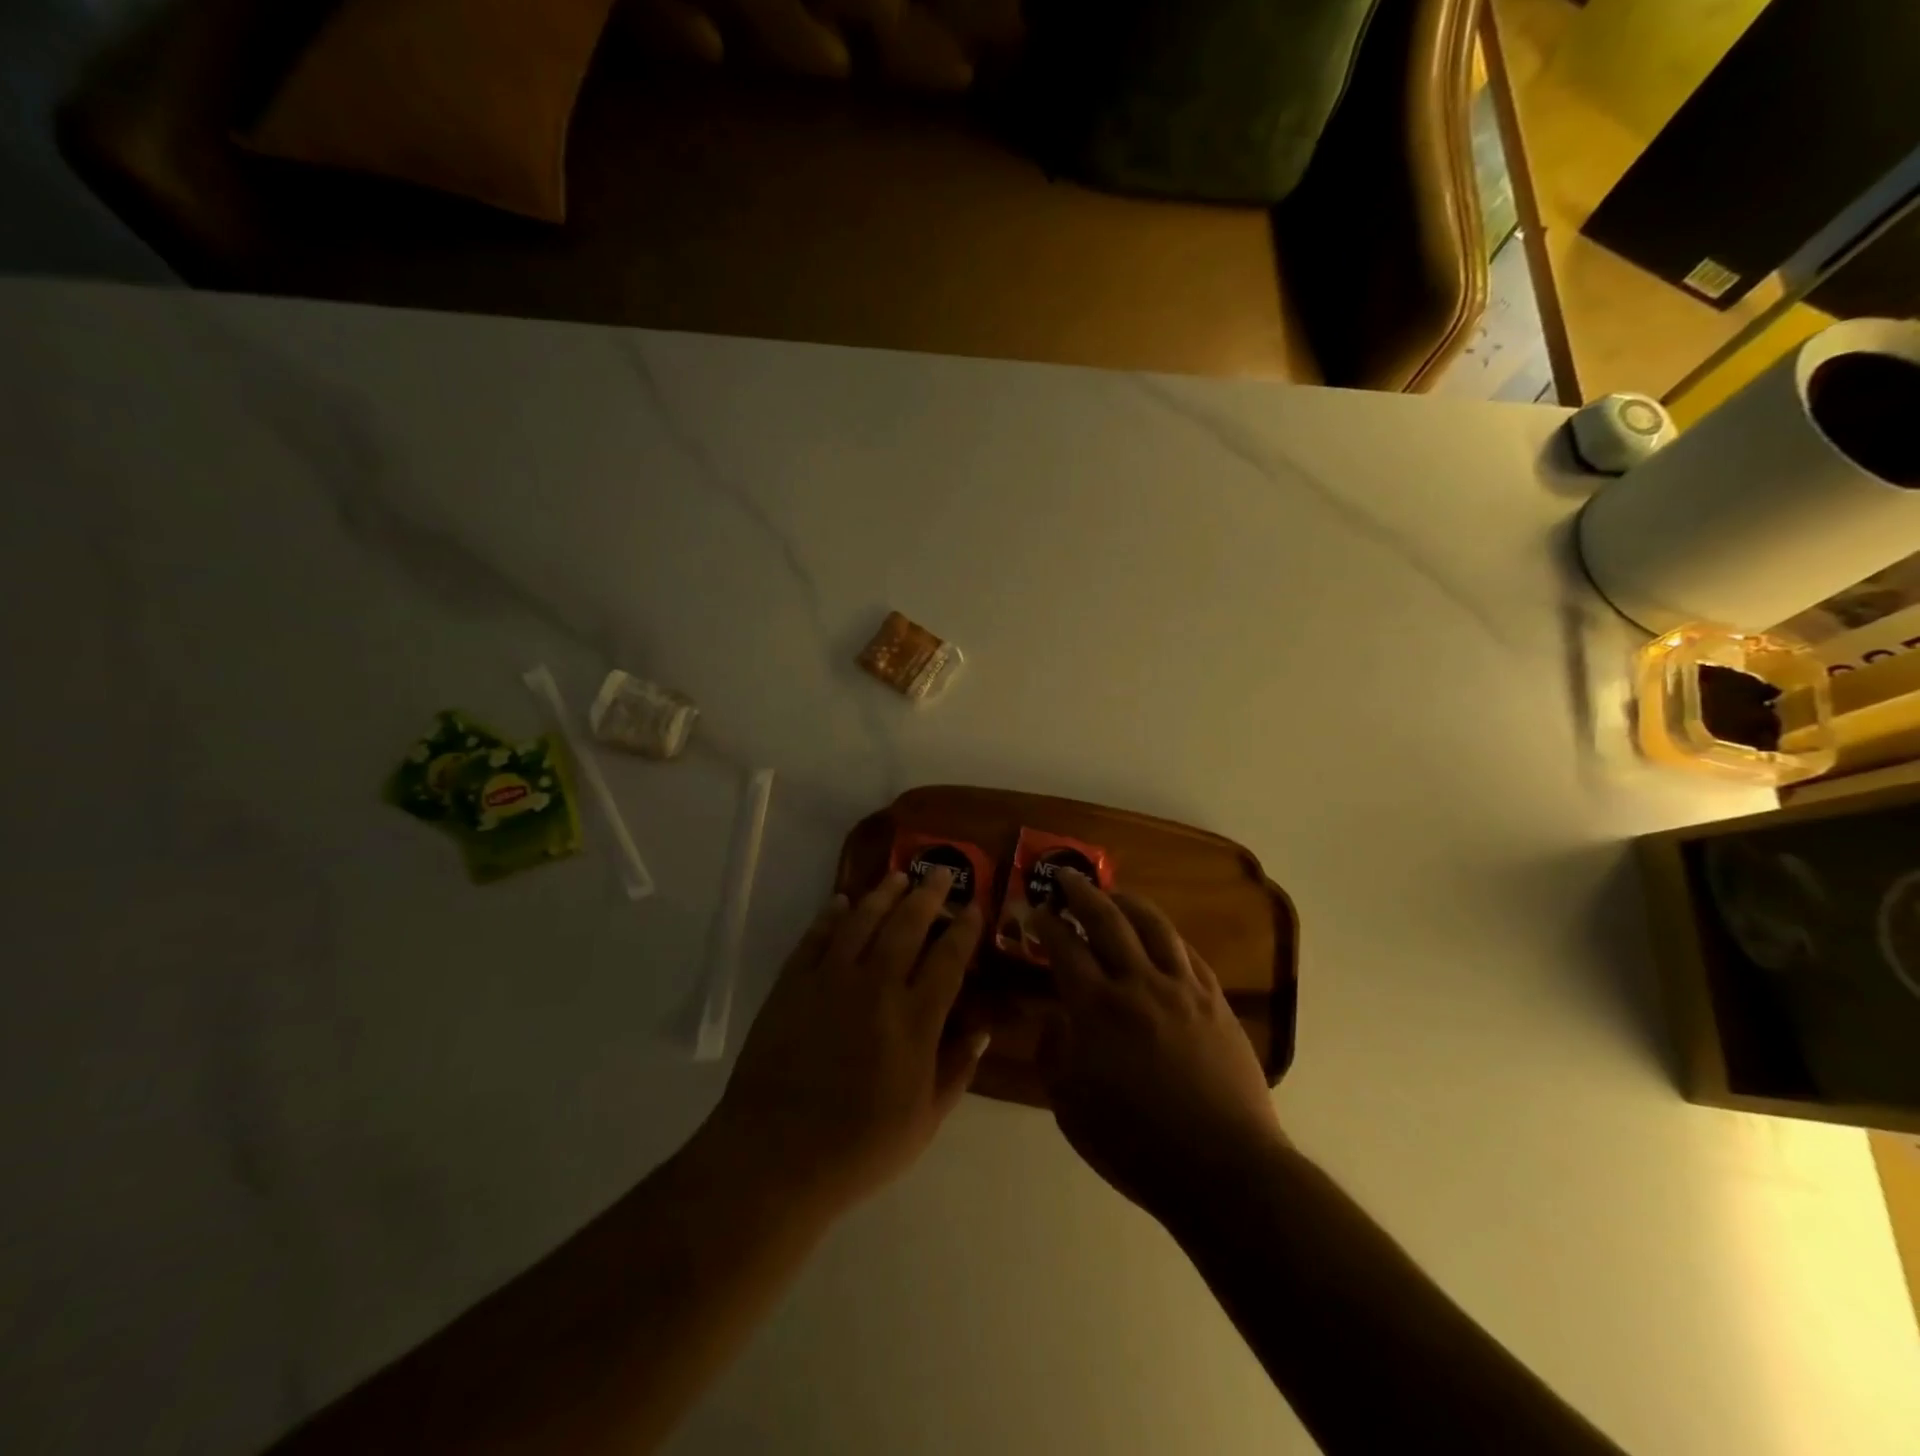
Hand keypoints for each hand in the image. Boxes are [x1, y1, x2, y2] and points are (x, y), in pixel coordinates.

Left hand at [704, 869, 989, 1216]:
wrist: (774, 1156)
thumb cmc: (858, 1148)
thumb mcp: (924, 1121)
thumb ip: (957, 1069)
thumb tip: (983, 1028)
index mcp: (915, 1019)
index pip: (948, 959)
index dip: (964, 930)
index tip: (974, 907)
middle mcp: (876, 986)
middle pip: (907, 925)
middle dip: (928, 895)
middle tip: (939, 871)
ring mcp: (830, 979)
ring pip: (862, 921)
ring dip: (882, 894)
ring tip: (897, 876)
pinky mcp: (792, 983)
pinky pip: (816, 937)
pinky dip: (830, 915)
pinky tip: (841, 902)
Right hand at [1033, 870, 1284, 1221]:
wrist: (1223, 1168)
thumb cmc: (1136, 1144)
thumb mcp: (1070, 1107)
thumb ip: (1053, 1054)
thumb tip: (1053, 1019)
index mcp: (1097, 1008)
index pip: (1064, 946)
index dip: (1044, 923)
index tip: (1033, 910)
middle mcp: (1138, 983)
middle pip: (1107, 919)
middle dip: (1081, 892)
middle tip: (1066, 876)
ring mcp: (1182, 988)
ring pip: (1153, 925)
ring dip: (1127, 901)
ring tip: (1113, 892)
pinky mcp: (1215, 1000)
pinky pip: (1187, 952)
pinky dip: (1166, 934)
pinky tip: (1159, 934)